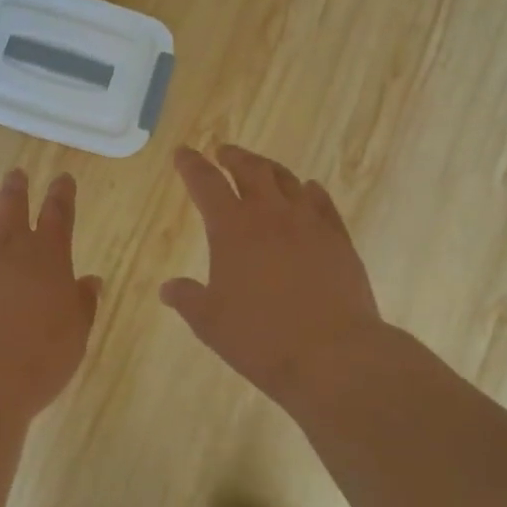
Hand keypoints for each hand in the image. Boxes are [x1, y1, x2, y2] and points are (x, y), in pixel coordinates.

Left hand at [0, 169, 101, 422]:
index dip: (62, 193)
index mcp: (48, 254)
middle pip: (13, 202)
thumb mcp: (75, 337)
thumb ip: (83, 305)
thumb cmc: (36, 360)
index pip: (59, 212)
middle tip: (17, 175)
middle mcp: (8, 243)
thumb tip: (92, 281)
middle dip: (17, 186)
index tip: (63, 178)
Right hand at [162, 145, 384, 406]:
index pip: (205, 183)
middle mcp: (270, 214)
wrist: (333, 354)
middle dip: (233, 157)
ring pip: (287, 180)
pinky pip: (322, 202)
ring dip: (269, 168)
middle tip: (223, 152)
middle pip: (250, 170)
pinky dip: (310, 190)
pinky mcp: (338, 238)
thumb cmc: (261, 338)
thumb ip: (187, 299)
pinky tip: (309, 190)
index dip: (191, 165)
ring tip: (261, 168)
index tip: (183, 152)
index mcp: (232, 228)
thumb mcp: (211, 323)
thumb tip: (168, 288)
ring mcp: (309, 223)